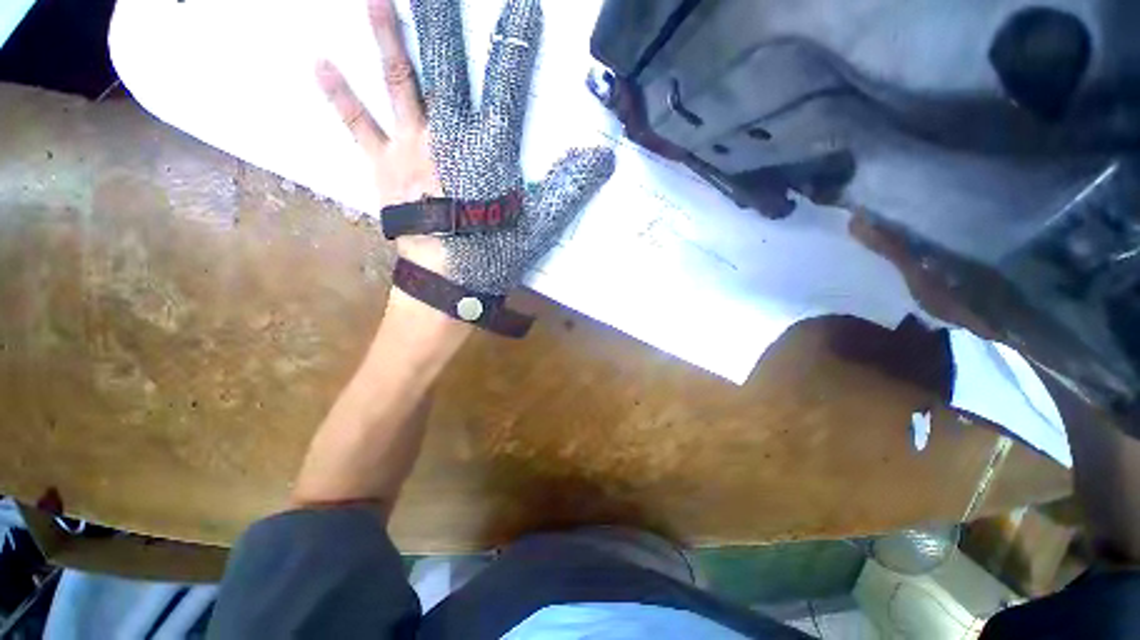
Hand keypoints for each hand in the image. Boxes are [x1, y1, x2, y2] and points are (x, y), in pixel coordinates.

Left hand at [318, 0, 614, 296]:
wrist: (449, 282)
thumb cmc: (495, 253)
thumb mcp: (542, 224)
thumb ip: (570, 186)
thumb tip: (602, 157)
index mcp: (489, 146)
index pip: (507, 80)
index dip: (516, 40)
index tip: (522, 5)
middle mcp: (448, 134)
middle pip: (445, 62)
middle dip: (441, 16)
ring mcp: (410, 147)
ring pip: (399, 81)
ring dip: (386, 34)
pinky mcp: (382, 166)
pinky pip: (358, 124)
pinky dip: (338, 93)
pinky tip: (319, 62)